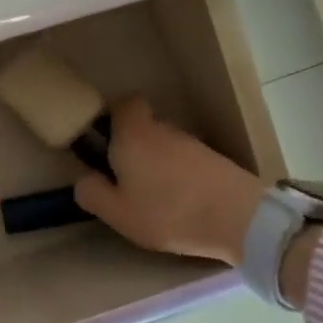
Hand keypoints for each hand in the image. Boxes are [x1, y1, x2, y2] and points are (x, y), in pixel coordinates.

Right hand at [73, 97, 266, 265]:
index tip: (105, 141)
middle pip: (144, 127)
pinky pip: (186, 161)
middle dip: (134, 147)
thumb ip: (92, 193)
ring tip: (154, 198)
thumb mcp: (117, 212)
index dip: (114, 117)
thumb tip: (83, 180)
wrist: (239, 219)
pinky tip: (181, 204)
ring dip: (158, 164)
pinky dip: (180, 176)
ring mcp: (192, 143)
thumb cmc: (168, 212)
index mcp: (133, 134)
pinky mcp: (215, 160)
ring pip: (166, 145)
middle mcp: (162, 129)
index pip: (125, 103)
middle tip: (126, 180)